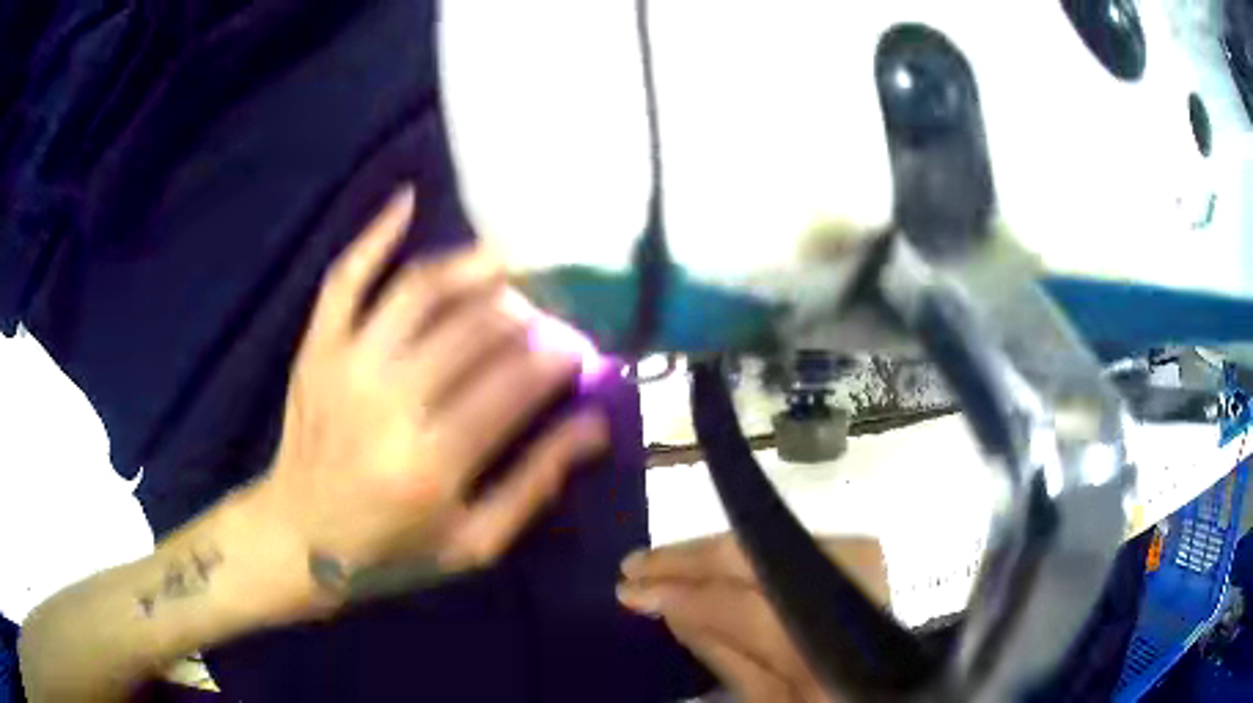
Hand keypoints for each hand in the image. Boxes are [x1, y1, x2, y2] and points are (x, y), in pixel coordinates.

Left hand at [261, 187, 607, 606]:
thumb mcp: (474, 543)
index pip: (515, 386)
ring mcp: (345, 366)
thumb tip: (593, 424)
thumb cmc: (391, 550)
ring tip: (507, 260)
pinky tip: (408, 199)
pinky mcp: (317, 348)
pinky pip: (346, 277)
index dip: (557, 358)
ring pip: (419, 291)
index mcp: (433, 463)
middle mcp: (388, 403)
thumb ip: (535, 483)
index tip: (579, 349)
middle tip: (547, 314)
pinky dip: (375, 233)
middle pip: (472, 330)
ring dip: (472, 266)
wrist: (299, 537)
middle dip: (524, 315)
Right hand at [617, 534, 889, 702]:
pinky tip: (718, 557)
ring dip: (718, 549)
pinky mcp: (867, 557)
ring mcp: (867, 570)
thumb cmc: (825, 695)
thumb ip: (727, 658)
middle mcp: (854, 600)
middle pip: (760, 561)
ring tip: (666, 558)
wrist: (897, 683)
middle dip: (691, 558)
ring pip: (776, 541)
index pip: (742, 610)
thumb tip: (674, 610)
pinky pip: (795, 544)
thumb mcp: (773, 698)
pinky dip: (753, 550)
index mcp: (826, 654)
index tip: (631, 589)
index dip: (683, 596)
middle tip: (636, 563)